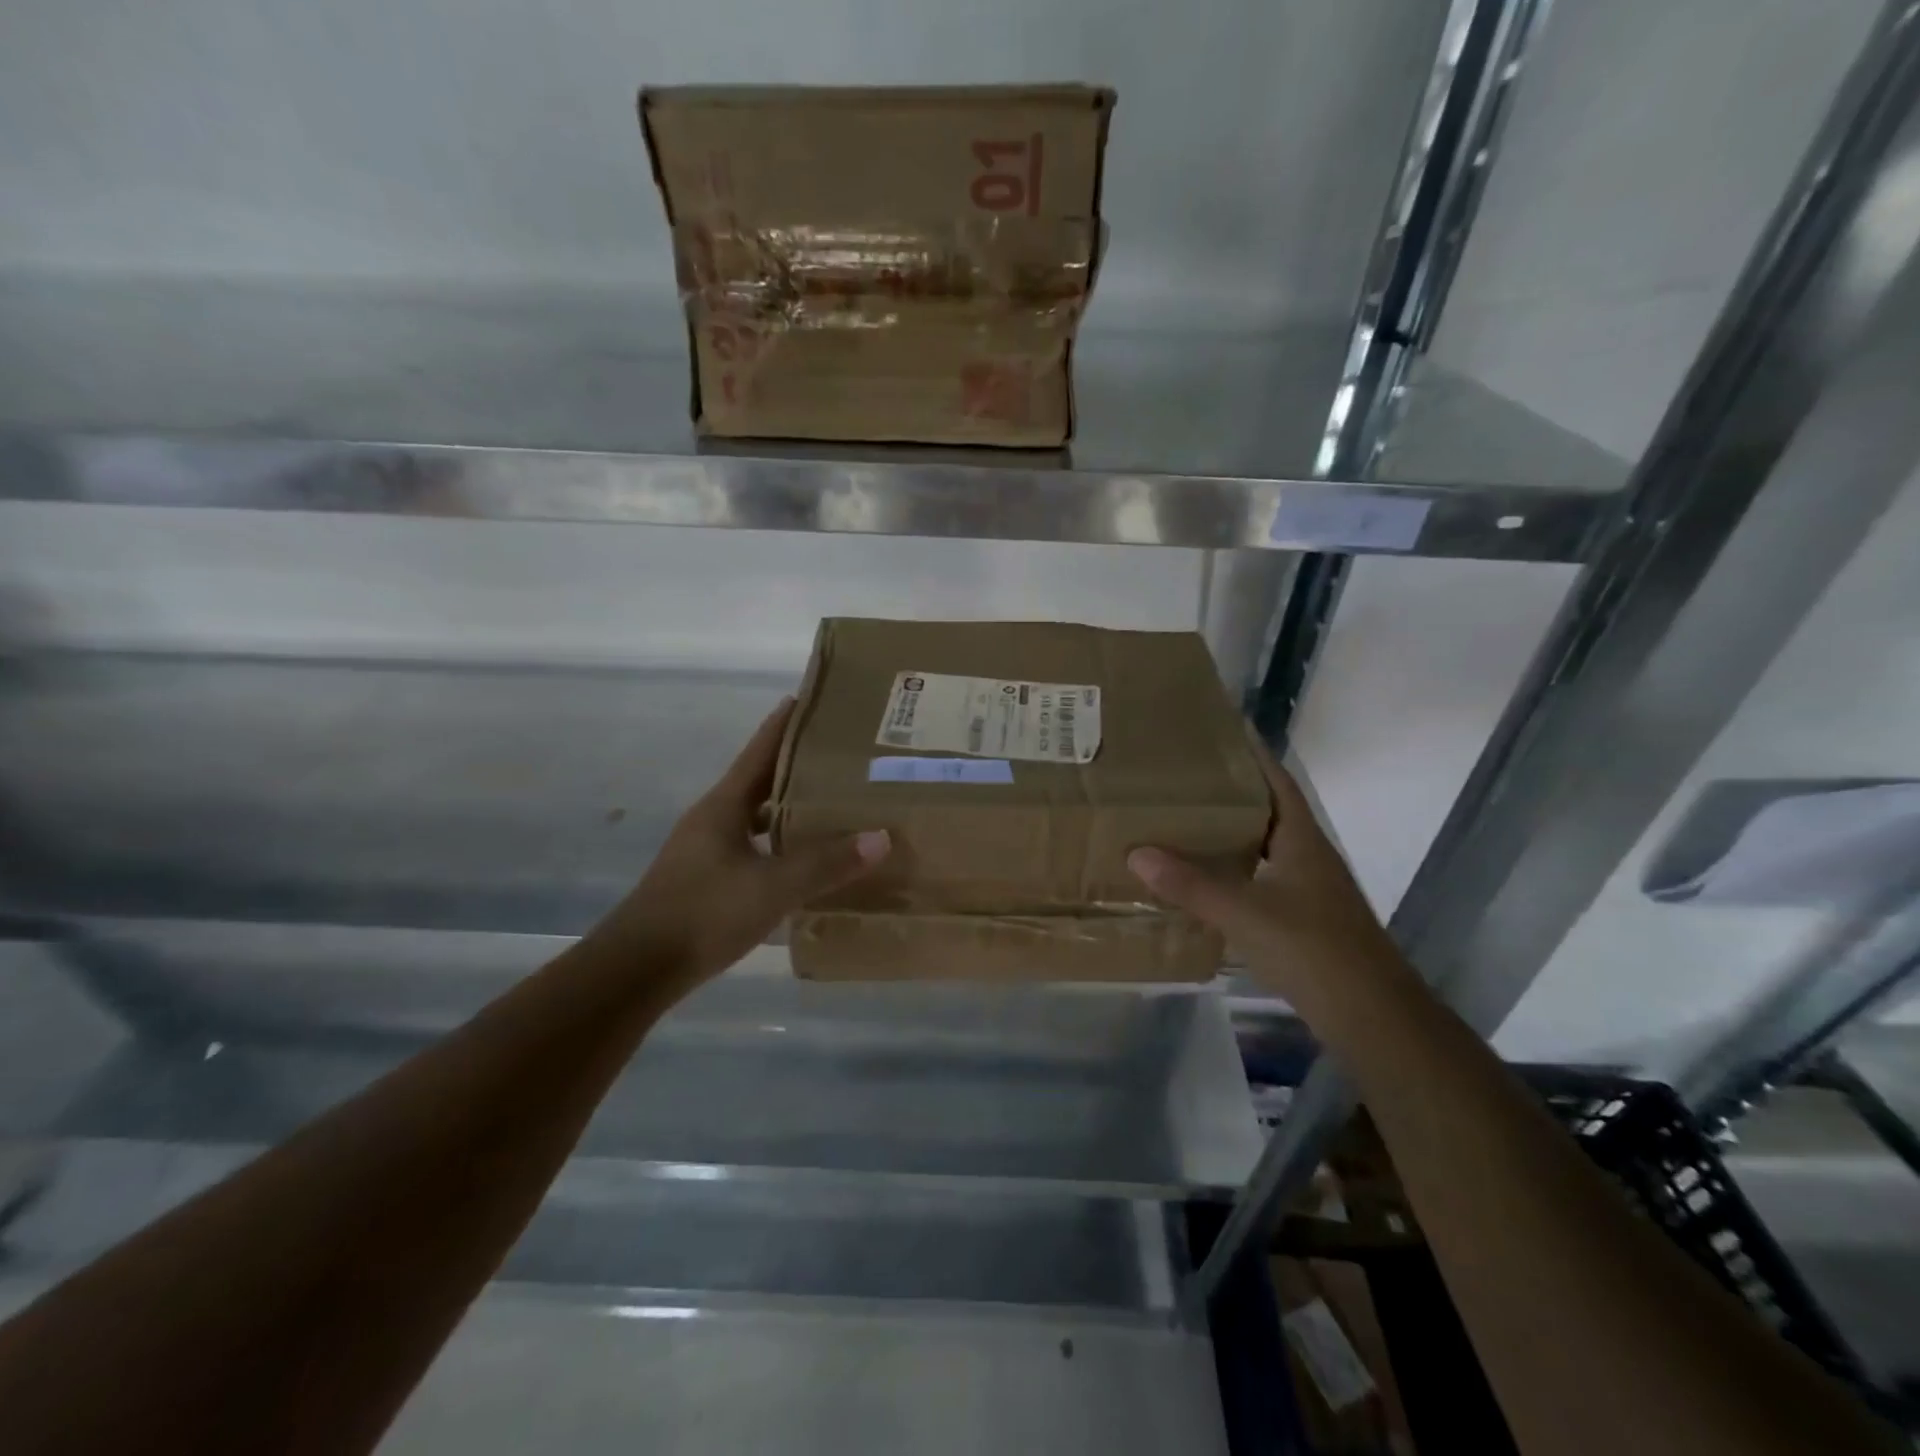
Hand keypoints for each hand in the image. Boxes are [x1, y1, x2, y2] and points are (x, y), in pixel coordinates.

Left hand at [598, 698, 889, 981]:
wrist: (638, 969)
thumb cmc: (703, 913)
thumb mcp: (772, 888)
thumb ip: (826, 863)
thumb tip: (881, 838)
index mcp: (724, 805)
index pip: (760, 750)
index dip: (786, 723)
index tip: (814, 698)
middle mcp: (714, 819)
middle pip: (762, 779)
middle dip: (799, 764)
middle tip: (844, 755)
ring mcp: (708, 849)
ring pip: (758, 815)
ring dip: (791, 806)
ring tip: (834, 803)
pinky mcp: (708, 879)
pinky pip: (754, 846)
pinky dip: (781, 843)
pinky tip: (806, 859)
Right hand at [1127, 731, 1399, 1002]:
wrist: (1371, 1016)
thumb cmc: (1312, 949)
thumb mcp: (1244, 913)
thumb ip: (1191, 884)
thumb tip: (1137, 853)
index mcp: (1300, 840)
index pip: (1276, 782)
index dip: (1251, 755)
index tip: (1218, 732)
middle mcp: (1306, 856)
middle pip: (1266, 811)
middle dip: (1229, 792)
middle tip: (1183, 778)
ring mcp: (1307, 889)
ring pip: (1262, 847)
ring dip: (1229, 833)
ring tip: (1183, 821)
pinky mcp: (1302, 919)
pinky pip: (1259, 879)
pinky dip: (1232, 871)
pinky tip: (1203, 879)